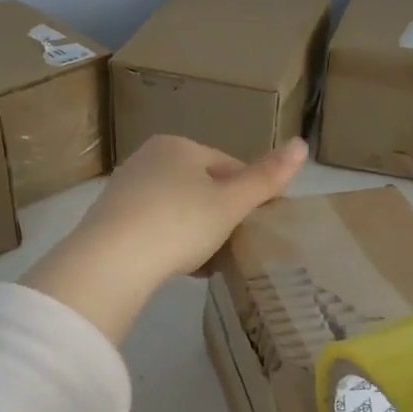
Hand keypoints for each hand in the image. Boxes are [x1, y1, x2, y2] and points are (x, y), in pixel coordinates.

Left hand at [21, 135, 307, 344]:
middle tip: (235, 247)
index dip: (249, 195)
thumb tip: (302, 144)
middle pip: (200, 188)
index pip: (228, 165)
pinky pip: (153, 227)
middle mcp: (148, 158)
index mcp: (178, 145)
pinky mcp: (109, 220)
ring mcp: (125, 189)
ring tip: (209, 262)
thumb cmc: (180, 223)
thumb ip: (266, 177)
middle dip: (220, 216)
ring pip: (176, 209)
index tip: (259, 226)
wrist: (113, 260)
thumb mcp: (231, 203)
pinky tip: (179, 267)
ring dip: (196, 233)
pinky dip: (170, 243)